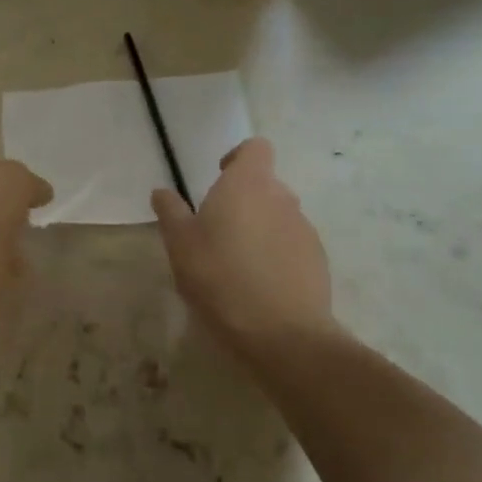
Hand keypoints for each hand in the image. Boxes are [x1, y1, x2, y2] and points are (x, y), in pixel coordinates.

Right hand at [151, 138, 345, 359]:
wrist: (282, 334)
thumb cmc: (220, 277)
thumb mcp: (180, 244)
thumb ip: (171, 212)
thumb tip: (162, 191)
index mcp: (248, 184)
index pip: (255, 148)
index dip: (238, 158)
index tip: (218, 178)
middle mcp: (282, 198)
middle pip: (265, 184)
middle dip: (244, 199)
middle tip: (217, 230)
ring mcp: (305, 230)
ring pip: (279, 216)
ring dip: (260, 228)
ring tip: (237, 263)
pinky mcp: (318, 261)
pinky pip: (292, 245)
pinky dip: (276, 254)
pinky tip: (259, 285)